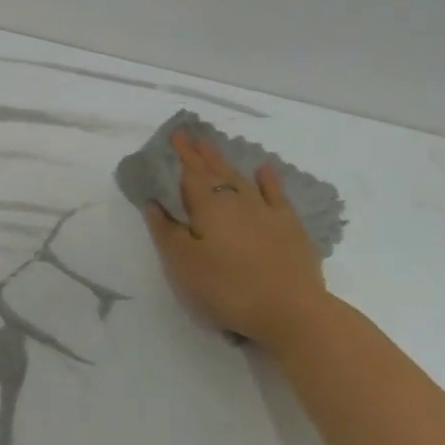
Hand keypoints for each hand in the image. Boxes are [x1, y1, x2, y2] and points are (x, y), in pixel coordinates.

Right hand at [142, 131, 328, 347]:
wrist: (290, 310)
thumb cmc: (228, 289)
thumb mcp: (184, 265)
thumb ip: (167, 231)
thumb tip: (154, 202)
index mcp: (209, 207)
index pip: (192, 173)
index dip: (183, 154)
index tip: (177, 133)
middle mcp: (238, 201)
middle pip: (217, 171)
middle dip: (203, 154)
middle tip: (194, 136)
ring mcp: (268, 212)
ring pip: (243, 179)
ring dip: (228, 162)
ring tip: (216, 148)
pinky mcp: (291, 228)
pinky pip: (277, 195)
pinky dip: (269, 180)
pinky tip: (265, 169)